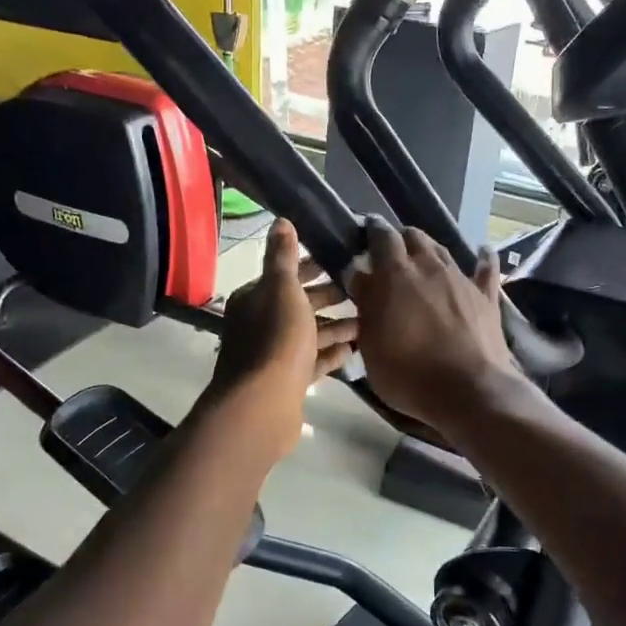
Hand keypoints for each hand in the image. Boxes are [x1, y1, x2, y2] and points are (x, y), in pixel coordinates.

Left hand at [205, 220, 358, 453]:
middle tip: (367, 290)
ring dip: (336, 326)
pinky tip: (356, 350)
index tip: (348, 261)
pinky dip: (332, 354)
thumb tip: (281, 220)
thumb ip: (283, 256)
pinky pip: (313, 362)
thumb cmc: (276, 339)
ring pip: (309, 334)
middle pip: (300, 304)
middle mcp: (260, 324)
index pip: (287, 274)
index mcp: (256, 298)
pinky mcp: (288, 381)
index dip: (315, 266)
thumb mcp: (282, 288)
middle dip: (331, 297)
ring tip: (370, 320)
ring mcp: (274, 355)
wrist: (263, 405)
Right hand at [345, 219, 520, 433]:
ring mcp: (462, 279)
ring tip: (422, 257)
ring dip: (429, 250)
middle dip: (400, 239)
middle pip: (414, 237)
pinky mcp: (487, 297)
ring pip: (443, 250)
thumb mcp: (371, 345)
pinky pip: (485, 269)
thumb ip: (366, 306)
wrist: (470, 391)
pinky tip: (483, 252)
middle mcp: (430, 267)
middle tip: (390, 252)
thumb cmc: (408, 374)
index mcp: (396, 275)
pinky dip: (482, 259)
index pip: (382, 237)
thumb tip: (359, 275)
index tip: (363, 231)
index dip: (372, 231)